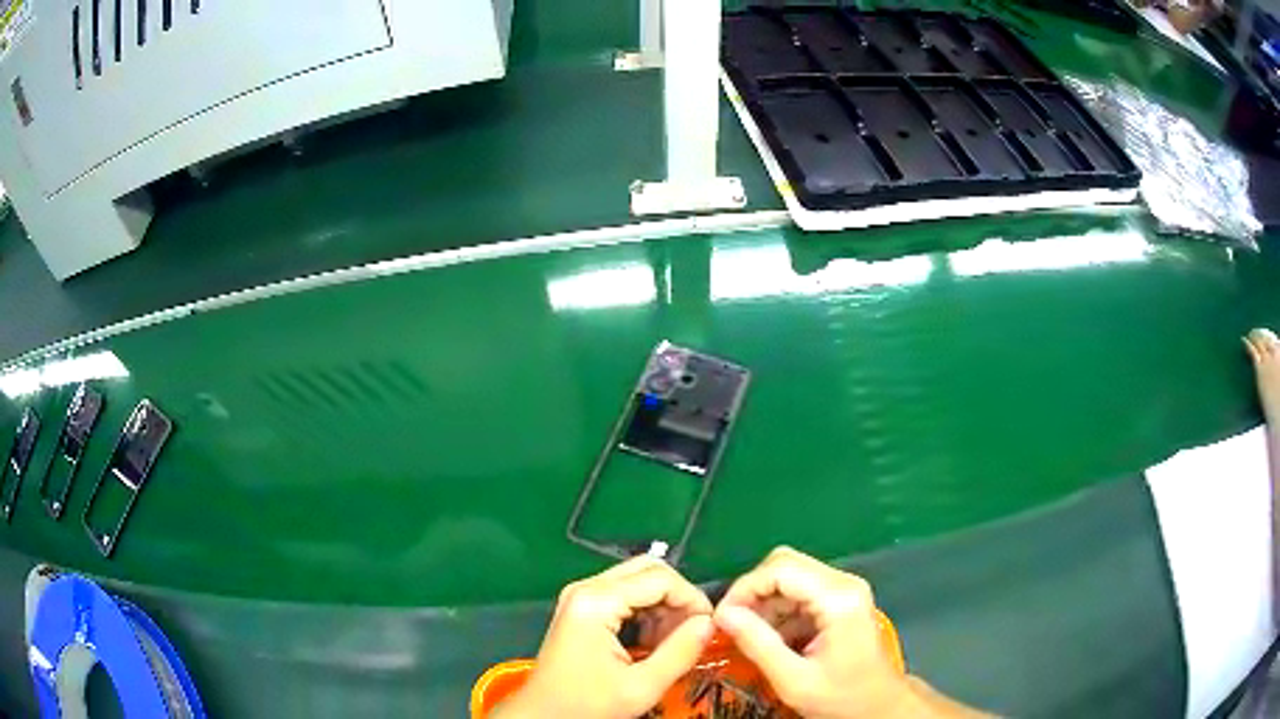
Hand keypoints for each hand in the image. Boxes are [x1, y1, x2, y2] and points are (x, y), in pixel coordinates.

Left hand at [493, 556, 714, 718]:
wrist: (543, 715)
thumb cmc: (588, 704)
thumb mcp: (642, 687)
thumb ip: (680, 652)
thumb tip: (710, 624)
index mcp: (596, 601)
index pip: (660, 578)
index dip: (692, 599)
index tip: (709, 628)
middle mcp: (586, 588)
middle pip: (648, 569)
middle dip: (678, 597)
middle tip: (692, 630)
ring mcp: (581, 596)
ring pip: (638, 580)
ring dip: (663, 605)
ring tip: (673, 641)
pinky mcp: (581, 607)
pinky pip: (624, 594)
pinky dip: (646, 611)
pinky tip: (652, 641)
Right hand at [712, 547, 921, 718]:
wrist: (881, 707)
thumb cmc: (841, 697)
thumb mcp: (794, 679)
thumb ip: (758, 644)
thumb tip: (722, 615)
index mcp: (838, 598)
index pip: (780, 569)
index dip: (744, 588)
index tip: (721, 618)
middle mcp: (844, 583)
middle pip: (785, 565)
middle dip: (752, 593)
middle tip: (731, 625)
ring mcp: (845, 590)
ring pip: (790, 576)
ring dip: (764, 603)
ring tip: (749, 637)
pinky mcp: (841, 600)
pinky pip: (800, 592)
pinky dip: (779, 611)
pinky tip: (772, 640)